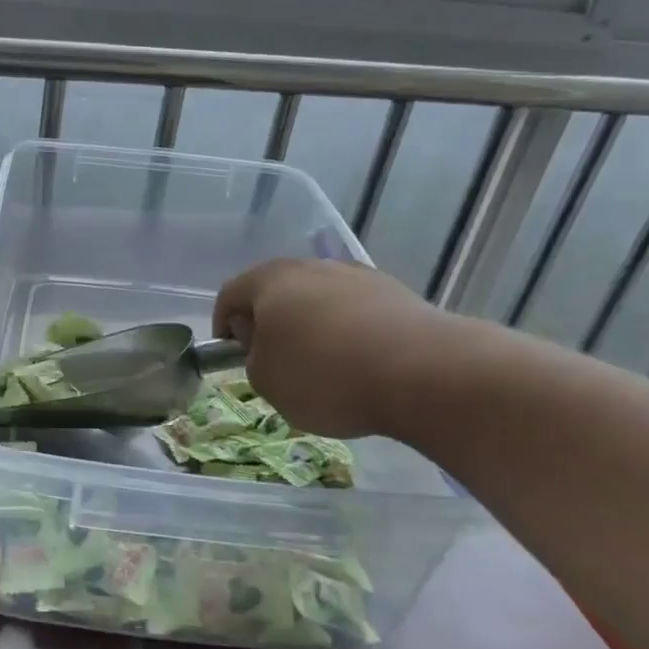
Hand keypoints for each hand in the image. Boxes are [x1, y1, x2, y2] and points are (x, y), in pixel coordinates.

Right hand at [212, 258, 455, 439]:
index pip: (230, 293)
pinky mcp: (396, 293)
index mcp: (270, 281)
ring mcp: (357, 276)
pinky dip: (347, 331)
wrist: (425, 372)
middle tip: (271, 359)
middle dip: (268, 322)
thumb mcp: (266, 381)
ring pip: (318, 298)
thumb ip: (252, 357)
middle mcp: (311, 267)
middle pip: (276, 290)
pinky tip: (358, 362)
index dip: (223, 323)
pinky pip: (355, 311)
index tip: (230, 353)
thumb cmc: (325, 376)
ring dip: (310, 324)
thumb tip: (263, 341)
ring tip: (320, 364)